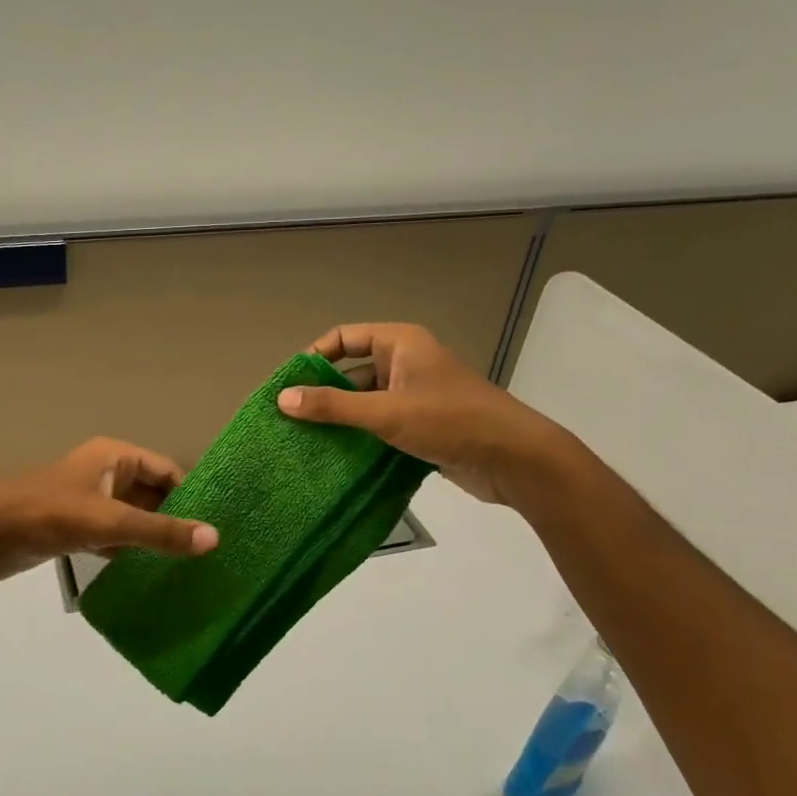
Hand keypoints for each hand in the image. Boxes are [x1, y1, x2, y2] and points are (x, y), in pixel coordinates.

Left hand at [0, 438, 219, 581]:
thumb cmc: (49, 515)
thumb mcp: (109, 522)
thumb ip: (161, 532)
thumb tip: (215, 539)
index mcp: (114, 456)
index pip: (167, 470)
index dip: (192, 495)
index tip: (216, 527)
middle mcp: (106, 473)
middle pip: (152, 494)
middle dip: (176, 519)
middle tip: (208, 552)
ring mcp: (90, 501)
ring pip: (133, 517)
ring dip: (154, 538)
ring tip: (190, 566)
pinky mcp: (76, 527)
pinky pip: (115, 536)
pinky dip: (131, 551)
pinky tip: (152, 574)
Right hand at [275, 323, 567, 506]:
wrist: (514, 458)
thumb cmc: (450, 421)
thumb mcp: (387, 412)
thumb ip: (334, 406)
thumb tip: (283, 399)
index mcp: (400, 343)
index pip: (344, 337)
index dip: (315, 356)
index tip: (289, 384)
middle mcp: (405, 363)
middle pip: (352, 370)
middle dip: (323, 392)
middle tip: (289, 417)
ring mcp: (414, 395)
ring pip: (365, 400)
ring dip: (340, 418)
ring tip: (304, 440)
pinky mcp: (421, 424)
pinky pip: (379, 423)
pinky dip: (359, 436)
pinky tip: (334, 455)